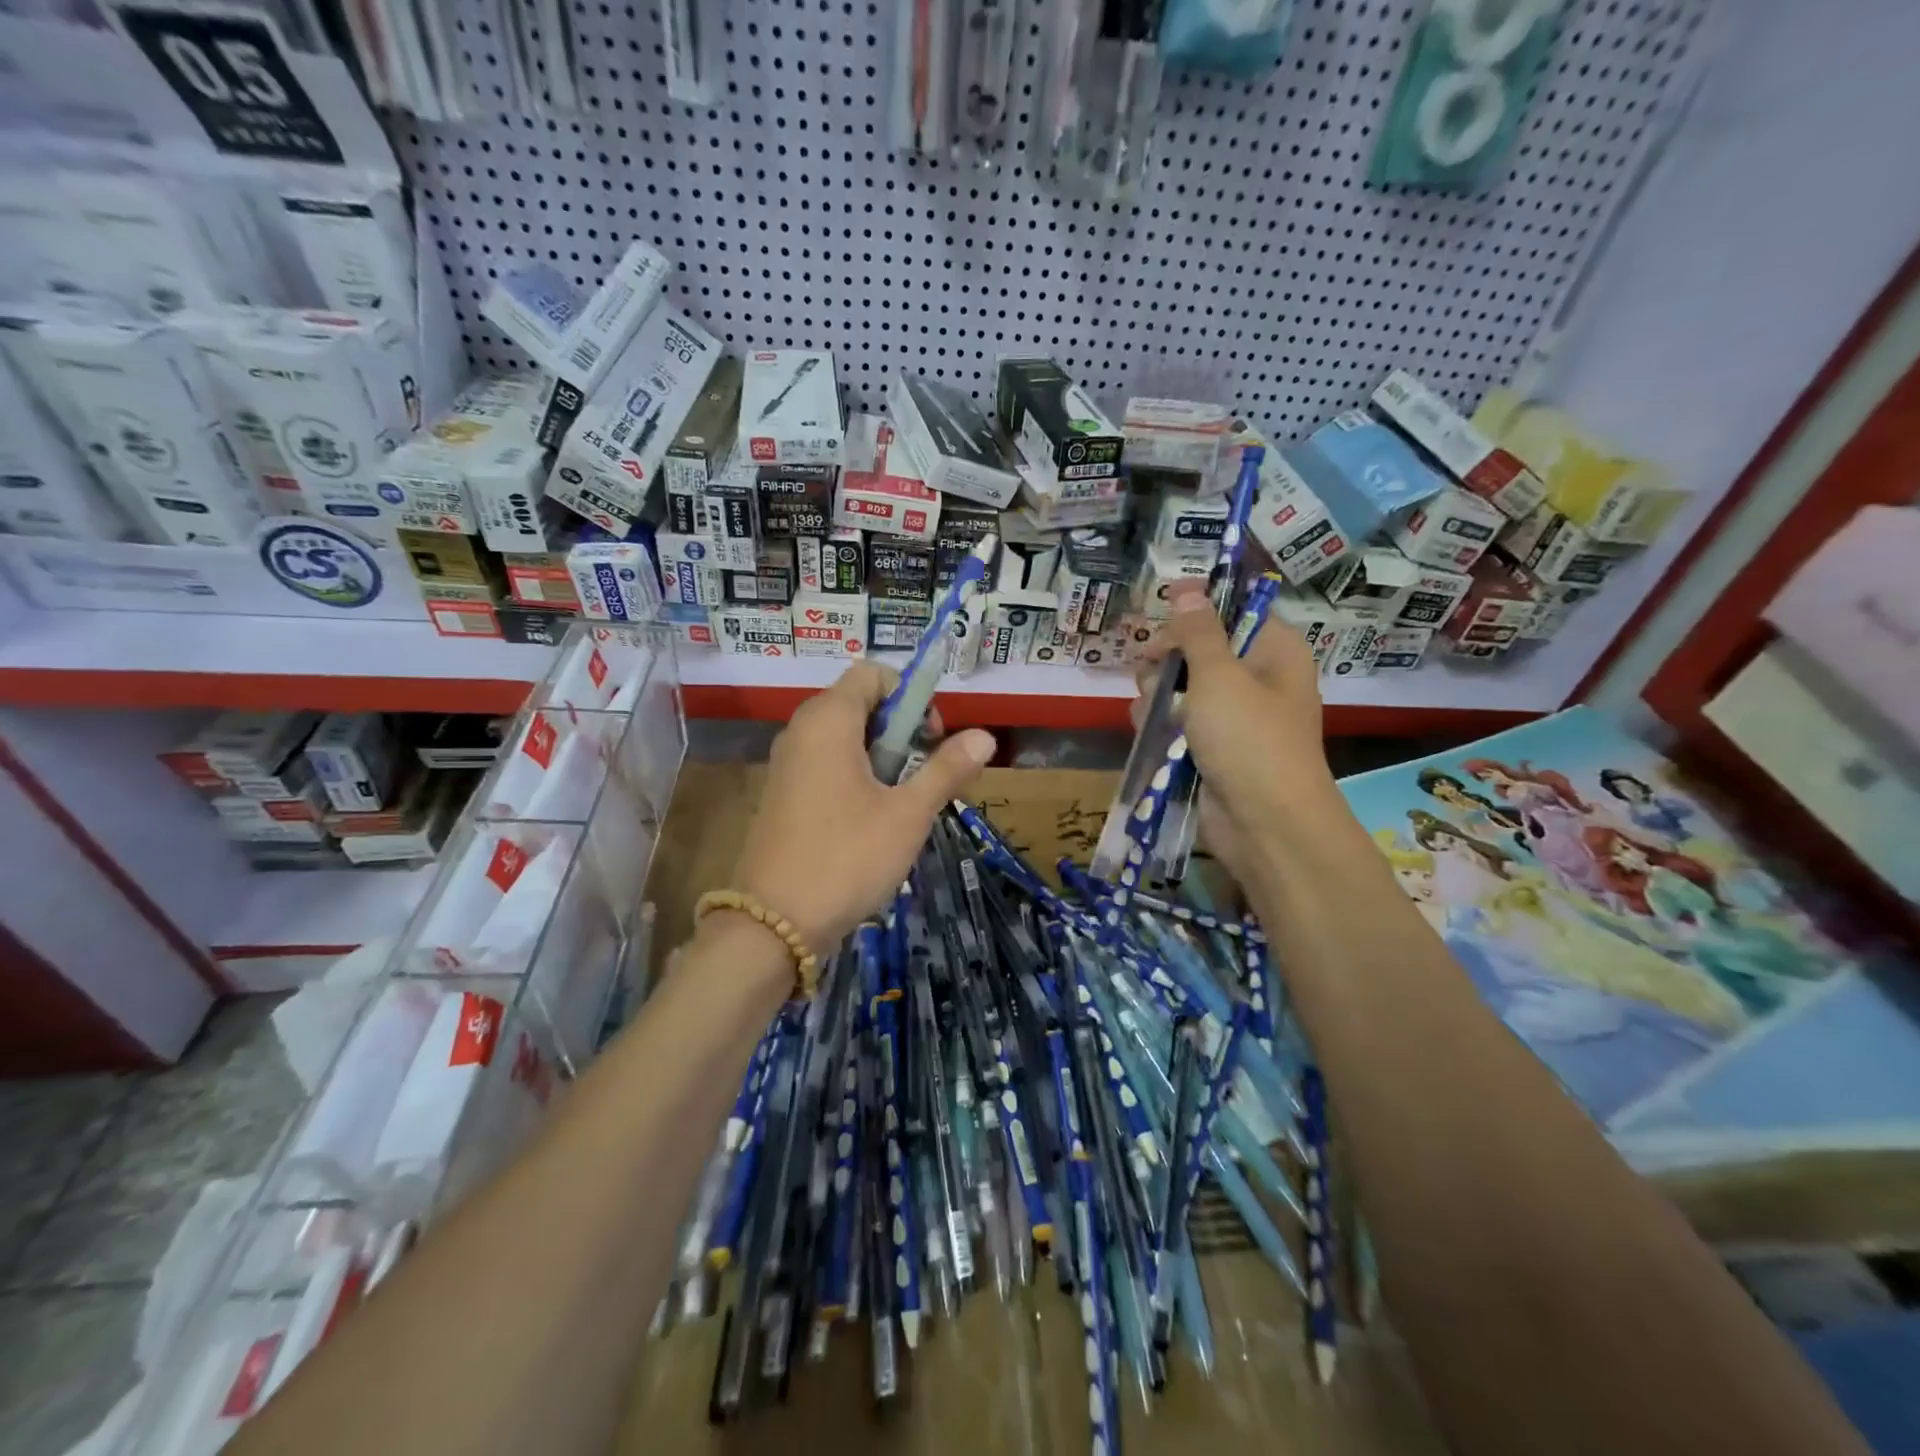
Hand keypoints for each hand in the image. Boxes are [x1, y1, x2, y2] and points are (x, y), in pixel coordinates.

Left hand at [729, 662, 996, 951]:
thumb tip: (986, 736)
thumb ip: (946, 769)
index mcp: (828, 720)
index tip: (931, 738)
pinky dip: (857, 775)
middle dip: (900, 730)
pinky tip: (873, 819)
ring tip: (903, 802)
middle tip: (923, 774)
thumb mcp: (908, 813)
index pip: (872, 673)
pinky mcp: (783, 793)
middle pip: (860, 703)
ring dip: (882, 757)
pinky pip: (827, 763)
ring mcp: (788, 763)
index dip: (910, 695)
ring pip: (845, 737)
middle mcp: (801, 730)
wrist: (774, 923)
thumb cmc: (848, 857)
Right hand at [1134, 590, 1335, 884]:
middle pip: (1196, 648)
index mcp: (1272, 650)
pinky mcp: (1210, 747)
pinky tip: (1151, 734)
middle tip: (1154, 674)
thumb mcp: (1219, 676)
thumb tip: (1187, 588)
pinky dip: (1160, 725)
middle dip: (1167, 660)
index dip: (1193, 612)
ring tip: (1154, 715)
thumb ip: (1197, 631)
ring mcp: (1231, 715)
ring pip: (1178, 687)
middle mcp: (1254, 677)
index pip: (1230, 611)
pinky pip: (1176, 722)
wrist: (1265, 825)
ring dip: (1156, 696)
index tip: (1162, 622)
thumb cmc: (1249, 740)